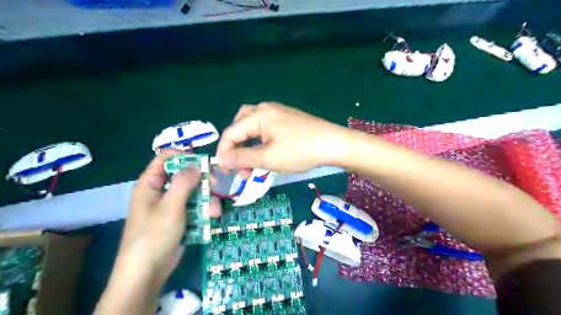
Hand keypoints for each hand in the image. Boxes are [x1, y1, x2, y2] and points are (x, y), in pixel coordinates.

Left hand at [114, 152, 219, 287]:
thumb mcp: (170, 207)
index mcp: (150, 184)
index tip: (202, 163)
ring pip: (193, 193)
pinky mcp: (180, 218)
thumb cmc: (154, 235)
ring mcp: (171, 206)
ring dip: (206, 199)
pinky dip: (204, 211)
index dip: (183, 157)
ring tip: (215, 211)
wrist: (148, 272)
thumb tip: (196, 165)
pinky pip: (195, 207)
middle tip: (214, 185)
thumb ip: (184, 183)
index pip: (165, 159)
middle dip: (201, 181)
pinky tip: (212, 217)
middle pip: (183, 176)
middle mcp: (160, 191)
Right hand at [215, 102, 349, 173]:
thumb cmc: (300, 151)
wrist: (334, 144)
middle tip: (241, 165)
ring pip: (253, 127)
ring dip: (248, 144)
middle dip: (236, 146)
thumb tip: (221, 159)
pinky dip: (260, 141)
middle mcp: (266, 109)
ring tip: (253, 161)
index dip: (224, 152)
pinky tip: (267, 152)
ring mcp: (278, 112)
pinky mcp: (288, 119)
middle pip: (240, 126)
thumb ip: (241, 158)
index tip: (226, 172)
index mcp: (258, 115)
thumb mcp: (268, 158)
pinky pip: (266, 128)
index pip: (231, 133)